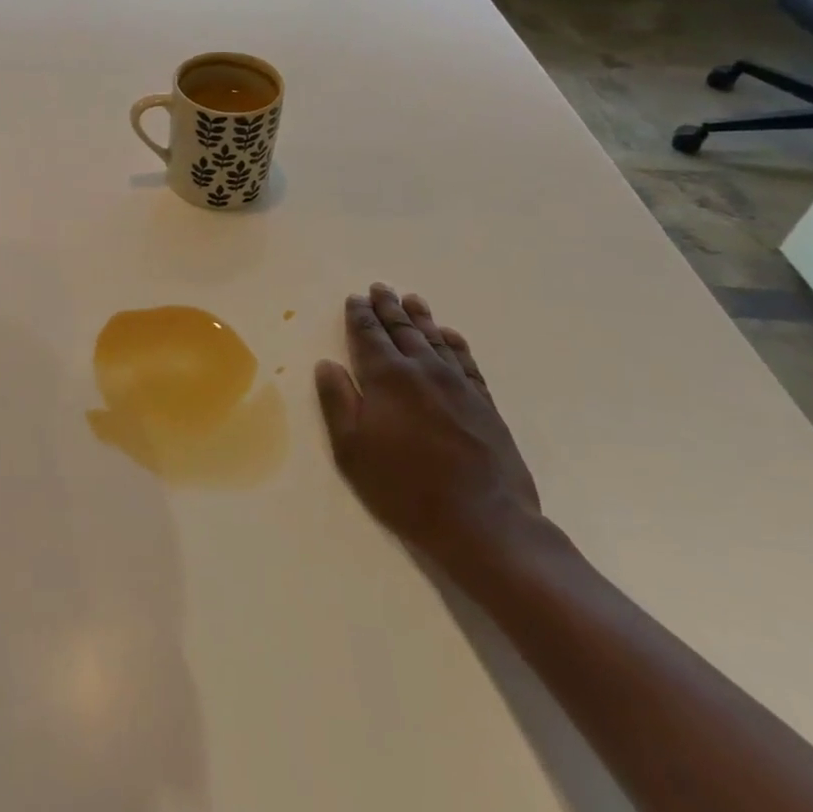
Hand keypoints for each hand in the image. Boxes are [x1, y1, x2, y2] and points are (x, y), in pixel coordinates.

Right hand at [315, 285, 540, 573]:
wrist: (484, 523)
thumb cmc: (404, 487)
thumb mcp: (352, 449)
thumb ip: (337, 401)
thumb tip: (327, 364)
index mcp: (388, 378)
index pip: (369, 335)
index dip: (360, 316)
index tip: (355, 298)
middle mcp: (423, 371)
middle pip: (403, 330)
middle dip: (388, 308)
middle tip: (380, 288)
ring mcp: (459, 387)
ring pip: (435, 340)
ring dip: (421, 318)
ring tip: (412, 299)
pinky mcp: (485, 405)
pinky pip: (467, 362)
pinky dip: (455, 344)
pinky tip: (450, 336)